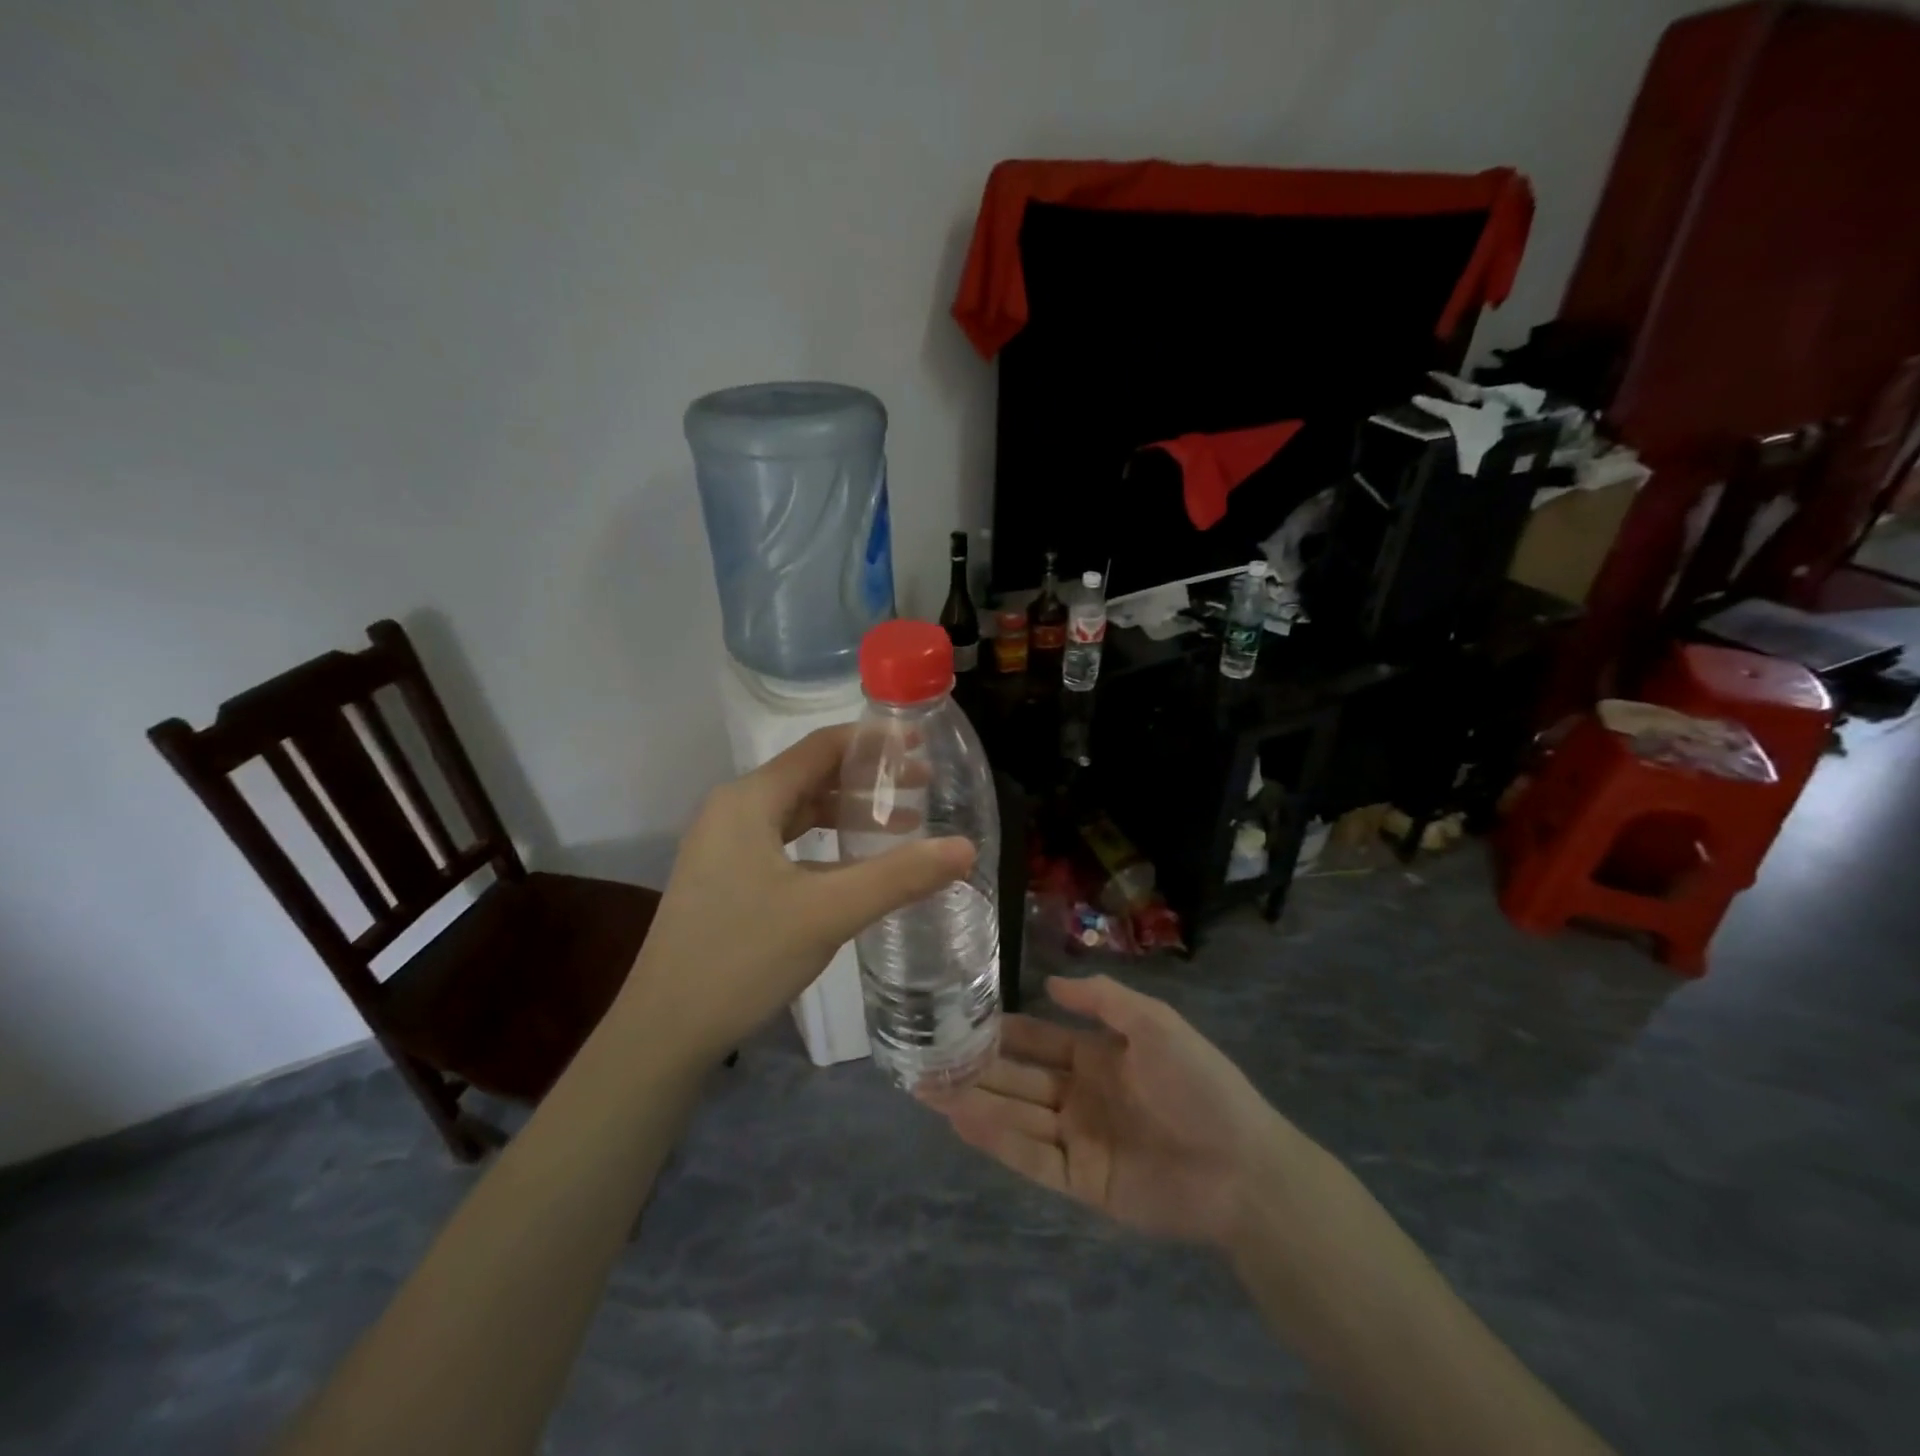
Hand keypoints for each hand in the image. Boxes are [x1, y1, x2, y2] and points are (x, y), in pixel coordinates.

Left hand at [616, 725, 974, 1064]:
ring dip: (847, 812)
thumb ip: (899, 876)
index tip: (921, 746)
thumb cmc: (742, 958)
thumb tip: (966, 848)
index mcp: (749, 800)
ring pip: (797, 811)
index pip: (821, 747)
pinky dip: (824, 843)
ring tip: (903, 825)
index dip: (873, 742)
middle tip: (924, 788)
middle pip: (811, 775)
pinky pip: (783, 842)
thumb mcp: (828, 913)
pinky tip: (854, 865)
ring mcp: (724, 845)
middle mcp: (733, 810)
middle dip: (868, 780)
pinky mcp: (725, 877)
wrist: (663, 1032)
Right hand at [934, 974, 1308, 1246]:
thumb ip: (1102, 1000)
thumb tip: (1049, 981)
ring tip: (926, 1086)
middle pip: (1017, 1079)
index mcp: (1097, 1057)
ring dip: (974, 1100)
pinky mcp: (1080, 1181)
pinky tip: (961, 1119)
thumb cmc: (1199, 1083)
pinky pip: (1030, 1157)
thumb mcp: (1154, 1023)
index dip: (1003, 1030)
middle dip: (975, 1067)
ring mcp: (1078, 1139)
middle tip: (925, 1055)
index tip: (959, 1018)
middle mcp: (1079, 1096)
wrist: (1242, 1166)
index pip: (1038, 1039)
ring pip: (1015, 1116)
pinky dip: (996, 1139)